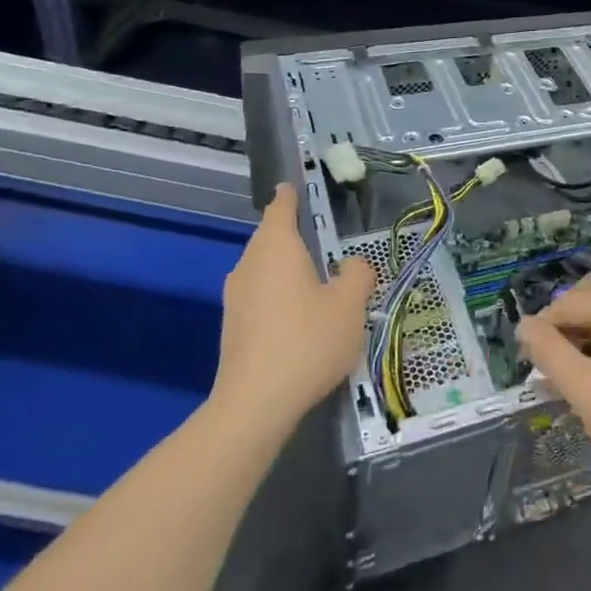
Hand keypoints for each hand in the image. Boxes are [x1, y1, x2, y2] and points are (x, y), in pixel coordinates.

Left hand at [212, 184, 375, 432]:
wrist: (255, 404)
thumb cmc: (307, 341)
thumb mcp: (349, 304)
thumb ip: (357, 274)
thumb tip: (351, 265)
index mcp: (276, 247)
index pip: (281, 207)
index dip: (291, 195)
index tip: (297, 185)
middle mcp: (249, 264)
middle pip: (271, 237)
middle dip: (294, 234)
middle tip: (325, 237)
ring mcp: (236, 297)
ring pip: (265, 268)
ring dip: (288, 267)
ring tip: (320, 278)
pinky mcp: (234, 327)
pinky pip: (261, 295)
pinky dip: (280, 293)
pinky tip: (302, 316)